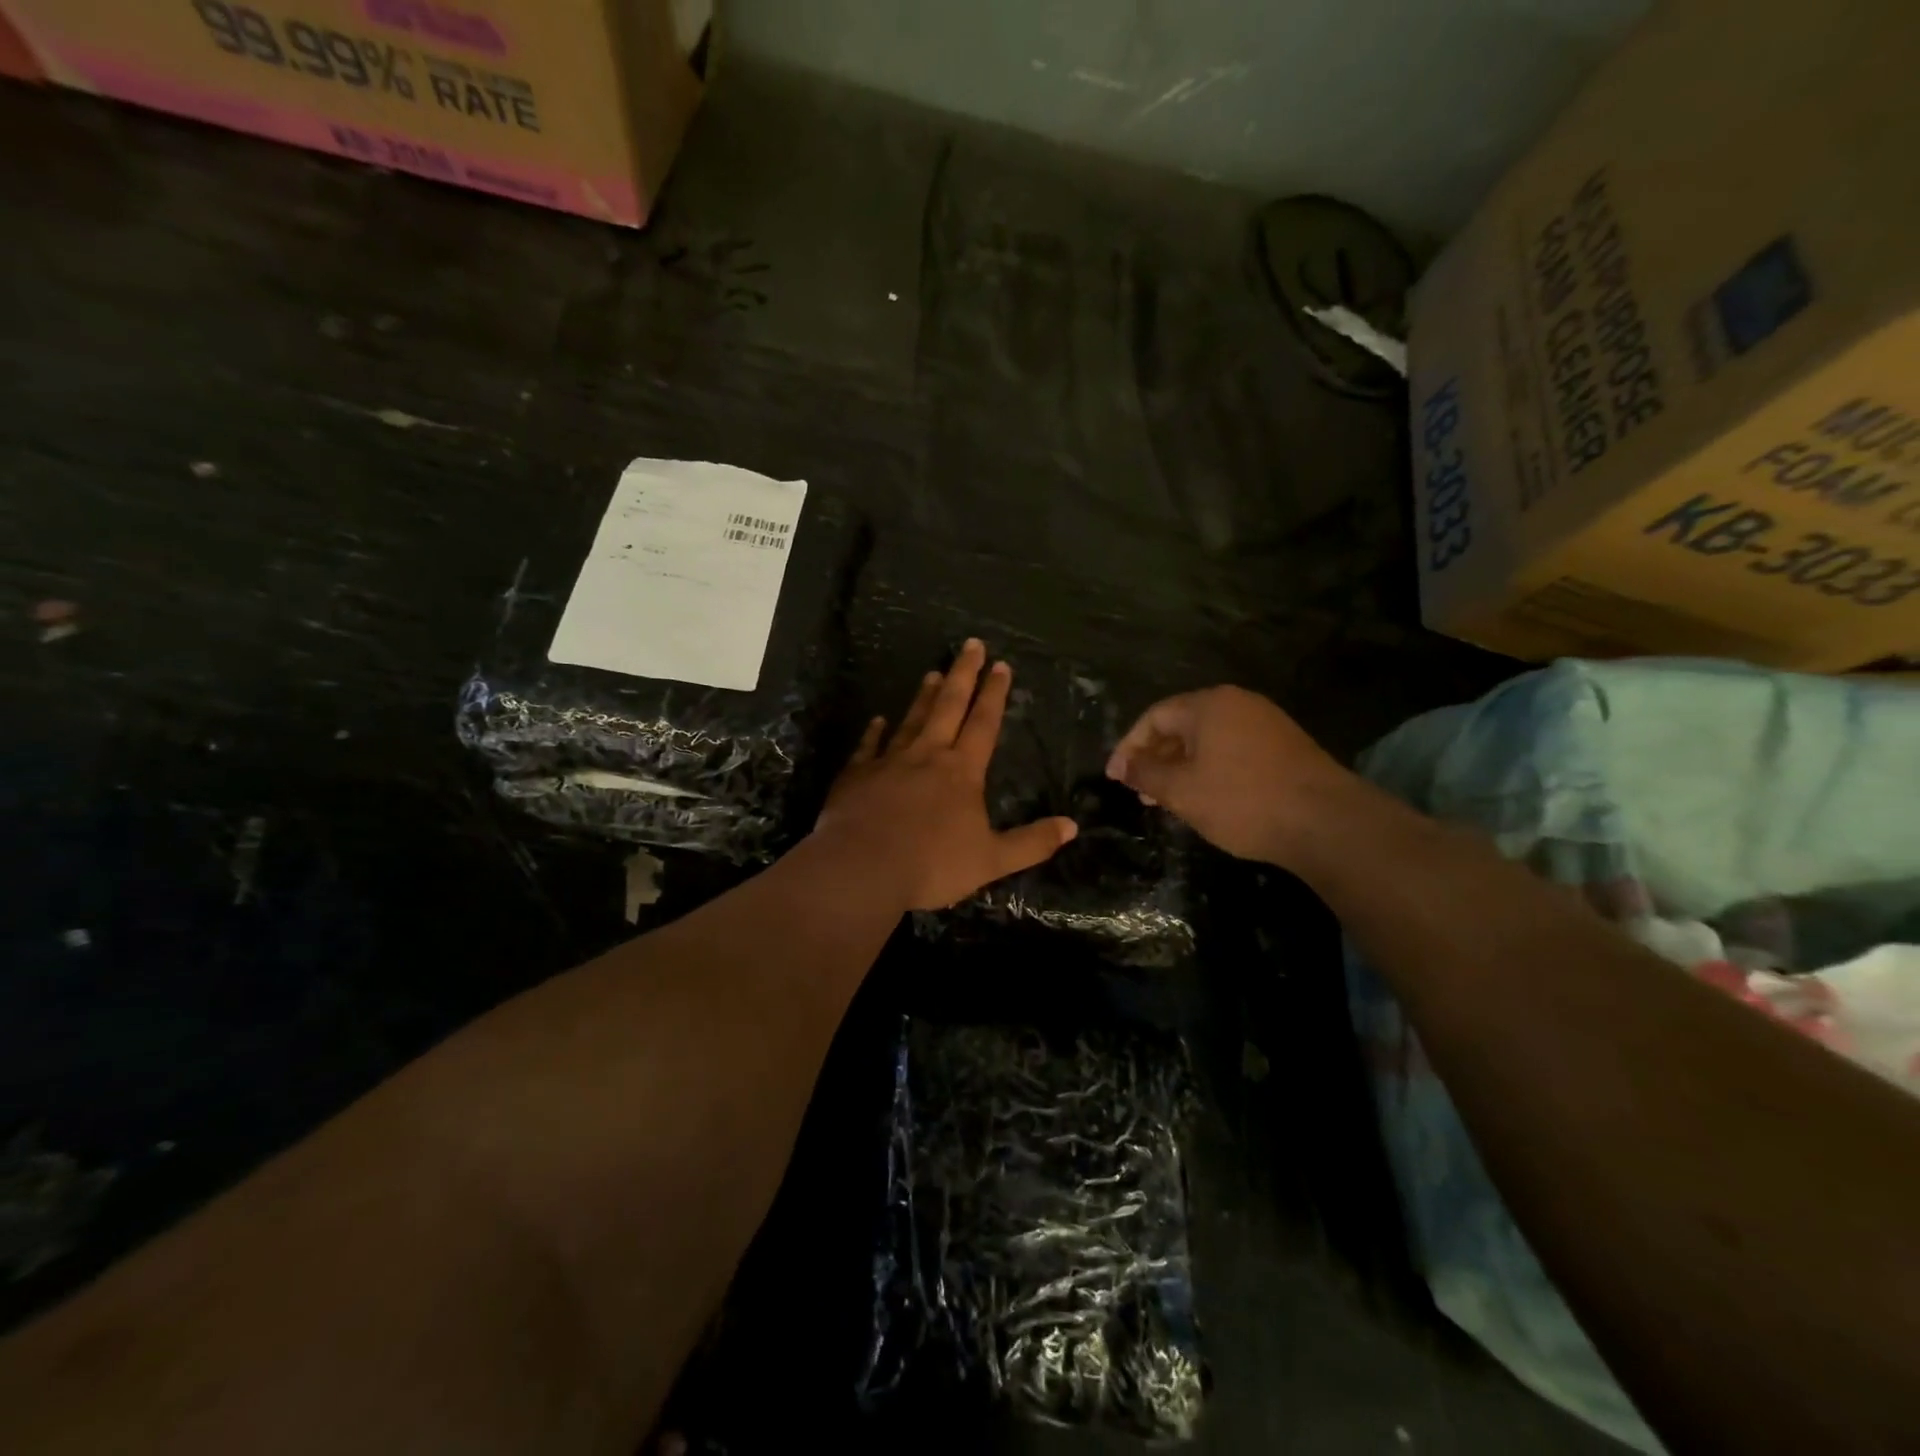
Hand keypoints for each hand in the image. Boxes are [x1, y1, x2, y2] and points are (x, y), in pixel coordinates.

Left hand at [817, 640, 1078, 910]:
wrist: (862, 867)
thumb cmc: (931, 864)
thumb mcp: (992, 860)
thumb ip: (1032, 843)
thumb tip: (1072, 826)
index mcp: (962, 772)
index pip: (984, 724)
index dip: (994, 694)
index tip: (1001, 664)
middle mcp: (927, 756)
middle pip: (948, 707)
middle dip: (963, 675)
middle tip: (971, 645)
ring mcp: (888, 762)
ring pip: (911, 720)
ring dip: (924, 697)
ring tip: (932, 673)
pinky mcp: (857, 775)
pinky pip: (868, 747)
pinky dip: (874, 733)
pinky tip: (877, 720)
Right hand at [1105, 686, 1352, 864]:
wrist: (1326, 822)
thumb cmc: (1242, 800)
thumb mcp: (1182, 791)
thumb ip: (1146, 774)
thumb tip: (1123, 766)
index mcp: (1209, 705)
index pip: (1154, 717)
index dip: (1129, 747)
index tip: (1116, 778)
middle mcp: (1237, 704)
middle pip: (1181, 725)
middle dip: (1155, 758)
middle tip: (1139, 791)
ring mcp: (1265, 723)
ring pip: (1207, 740)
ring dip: (1180, 767)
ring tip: (1167, 800)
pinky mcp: (1284, 746)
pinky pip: (1231, 750)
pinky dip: (1209, 770)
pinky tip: (1205, 798)